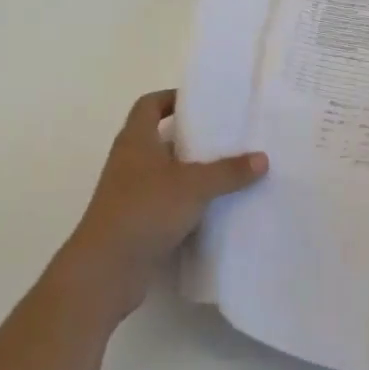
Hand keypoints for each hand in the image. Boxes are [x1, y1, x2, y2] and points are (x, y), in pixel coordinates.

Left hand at [60, 89, 267, 320]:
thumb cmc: (144, 210)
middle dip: (192, 137)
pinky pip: (167, 203)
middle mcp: (130, 163)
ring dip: (192, 172)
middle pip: (161, 139)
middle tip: (226, 135)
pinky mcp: (137, 223)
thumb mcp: (194, 185)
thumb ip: (228, 171)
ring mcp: (131, 195)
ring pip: (166, 174)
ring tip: (229, 169)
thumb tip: (262, 158)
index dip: (171, 98)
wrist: (105, 271)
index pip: (149, 105)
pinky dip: (188, 202)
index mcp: (136, 141)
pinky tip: (215, 207)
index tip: (200, 101)